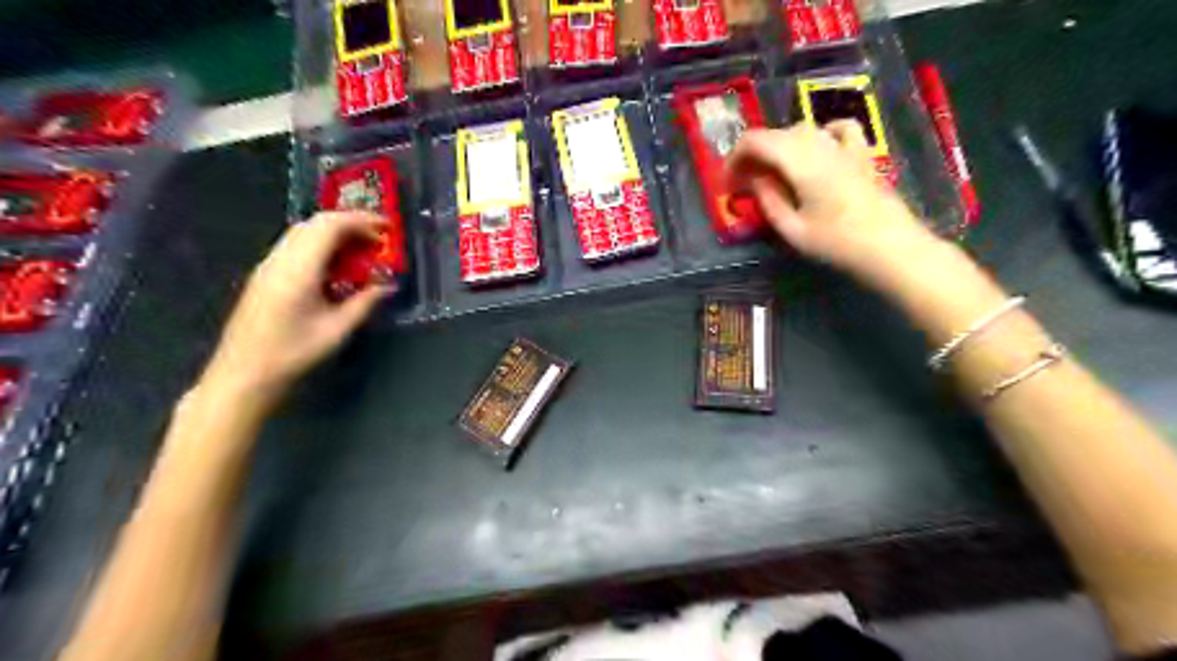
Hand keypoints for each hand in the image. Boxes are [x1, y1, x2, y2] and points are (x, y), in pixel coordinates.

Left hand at [198, 214, 388, 404]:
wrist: (244, 373)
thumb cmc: (293, 353)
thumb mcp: (338, 329)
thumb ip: (365, 302)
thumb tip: (388, 285)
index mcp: (298, 269)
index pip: (329, 227)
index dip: (360, 221)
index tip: (386, 228)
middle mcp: (280, 259)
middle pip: (315, 223)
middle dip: (349, 224)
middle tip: (377, 239)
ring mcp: (268, 265)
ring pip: (303, 232)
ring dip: (334, 234)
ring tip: (361, 251)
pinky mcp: (264, 275)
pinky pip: (295, 246)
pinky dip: (320, 245)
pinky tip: (336, 266)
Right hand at [729, 122, 938, 286]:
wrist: (890, 247)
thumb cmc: (837, 243)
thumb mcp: (792, 229)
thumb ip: (768, 200)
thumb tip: (754, 180)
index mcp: (799, 161)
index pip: (755, 141)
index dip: (734, 158)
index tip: (728, 183)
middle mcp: (819, 143)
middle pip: (776, 134)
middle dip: (754, 155)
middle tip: (744, 185)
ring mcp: (844, 146)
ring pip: (802, 130)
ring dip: (779, 147)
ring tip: (773, 172)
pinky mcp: (861, 154)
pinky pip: (837, 129)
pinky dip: (819, 134)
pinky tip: (817, 151)